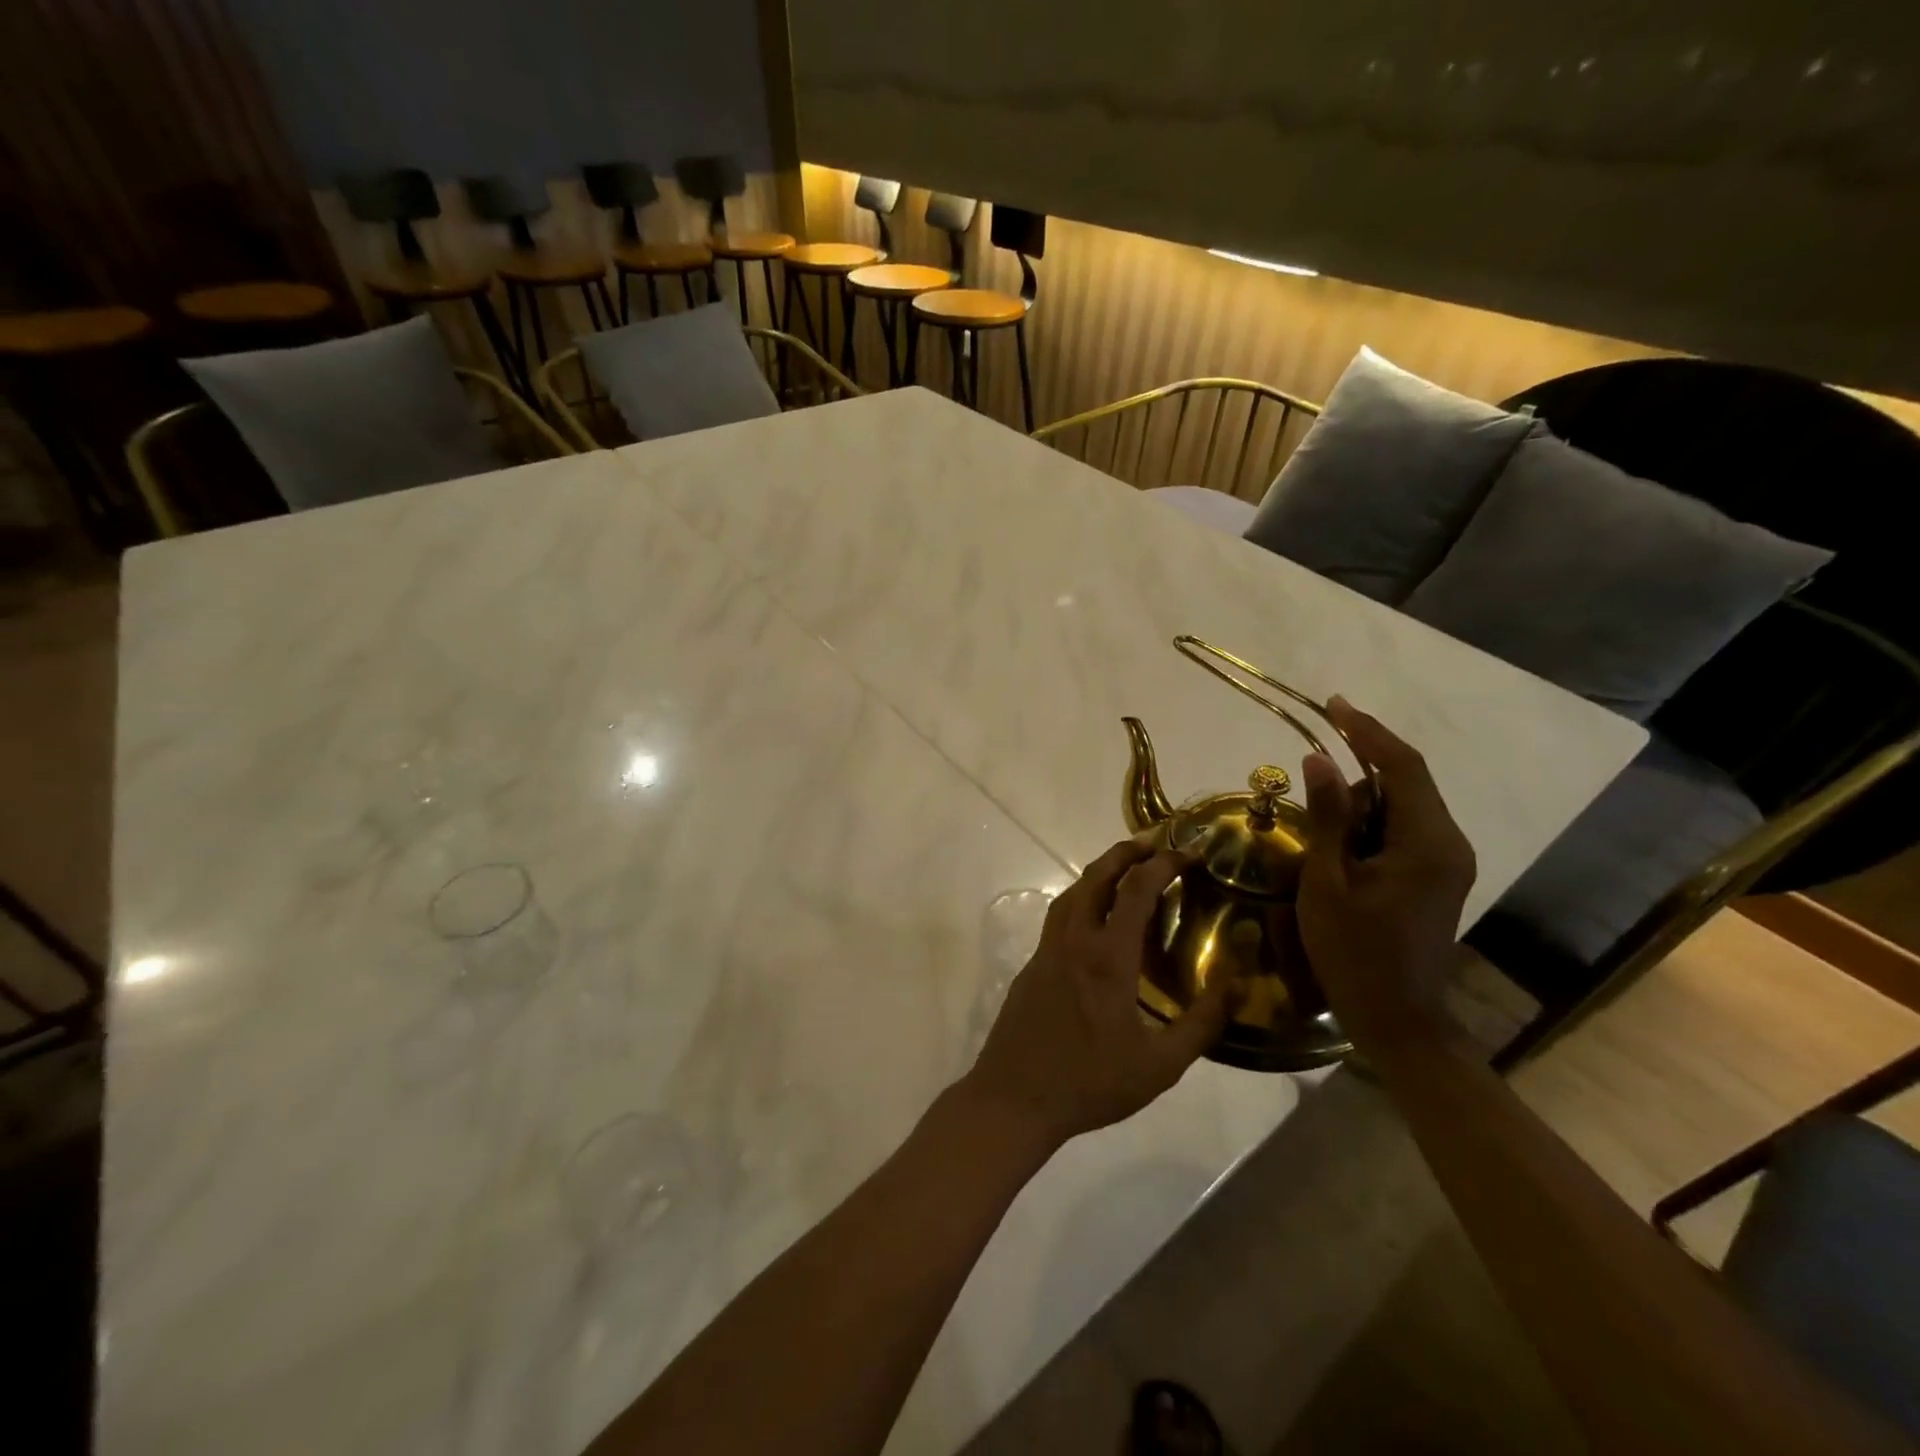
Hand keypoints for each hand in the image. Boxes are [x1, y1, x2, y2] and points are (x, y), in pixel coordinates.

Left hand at [963, 841, 1233, 1152]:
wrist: (1014, 1097)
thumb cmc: (1090, 1083)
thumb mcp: (1159, 1066)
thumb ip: (1201, 1024)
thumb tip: (1239, 986)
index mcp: (1107, 957)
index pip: (1136, 889)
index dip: (1164, 863)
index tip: (1190, 852)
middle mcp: (1074, 940)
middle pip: (1097, 876)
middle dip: (1127, 851)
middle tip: (1155, 843)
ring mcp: (1048, 949)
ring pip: (1072, 891)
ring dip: (1100, 871)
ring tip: (1126, 870)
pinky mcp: (1033, 963)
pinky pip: (1060, 915)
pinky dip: (1083, 897)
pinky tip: (1096, 918)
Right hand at [1295, 697, 1476, 1049]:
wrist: (1397, 1019)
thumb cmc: (1354, 951)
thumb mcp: (1327, 881)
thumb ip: (1327, 816)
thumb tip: (1319, 759)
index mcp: (1427, 841)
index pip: (1402, 766)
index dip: (1366, 730)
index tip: (1333, 704)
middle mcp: (1448, 843)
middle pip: (1403, 784)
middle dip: (1356, 780)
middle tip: (1311, 803)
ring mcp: (1447, 862)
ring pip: (1401, 809)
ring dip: (1360, 809)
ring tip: (1324, 848)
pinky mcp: (1437, 878)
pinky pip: (1403, 832)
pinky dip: (1370, 828)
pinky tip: (1341, 853)